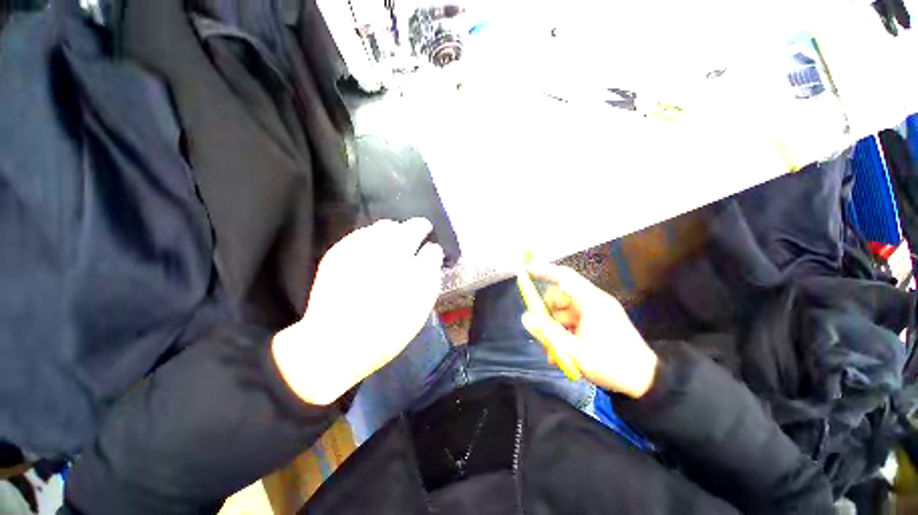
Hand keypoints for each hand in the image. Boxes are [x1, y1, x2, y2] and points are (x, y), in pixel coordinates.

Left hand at [272, 219, 443, 404]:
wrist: (335, 344)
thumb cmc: (386, 332)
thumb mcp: (419, 310)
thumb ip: (430, 279)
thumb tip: (432, 256)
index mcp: (415, 272)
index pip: (431, 250)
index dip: (433, 251)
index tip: (431, 252)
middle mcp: (391, 254)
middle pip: (412, 227)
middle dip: (419, 228)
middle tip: (420, 232)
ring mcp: (364, 249)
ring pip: (386, 226)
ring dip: (395, 231)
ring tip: (394, 242)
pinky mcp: (341, 251)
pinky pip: (363, 233)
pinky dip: (372, 237)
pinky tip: (372, 251)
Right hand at [521, 263, 657, 397]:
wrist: (647, 381)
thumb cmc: (611, 364)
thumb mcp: (574, 351)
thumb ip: (547, 333)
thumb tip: (526, 318)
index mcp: (591, 302)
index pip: (564, 276)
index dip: (544, 271)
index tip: (527, 271)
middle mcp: (594, 301)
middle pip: (561, 296)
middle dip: (547, 312)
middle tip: (541, 330)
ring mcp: (597, 311)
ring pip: (565, 311)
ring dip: (556, 327)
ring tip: (553, 351)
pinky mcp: (599, 321)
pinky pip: (575, 320)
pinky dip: (566, 332)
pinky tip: (562, 352)